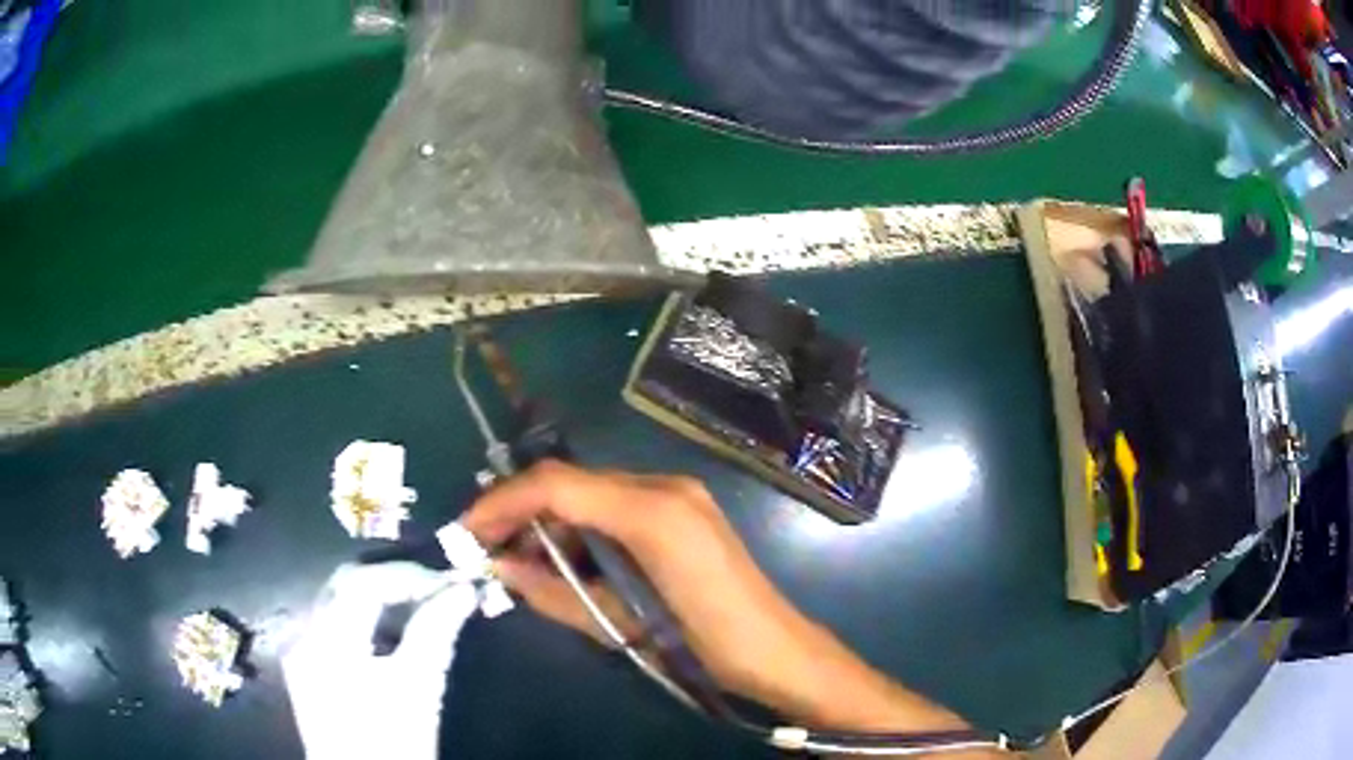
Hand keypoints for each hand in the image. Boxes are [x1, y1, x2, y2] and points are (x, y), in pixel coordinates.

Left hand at [282, 562, 480, 759]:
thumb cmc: (394, 741)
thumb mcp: (420, 688)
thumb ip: (438, 632)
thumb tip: (464, 590)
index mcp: (327, 639)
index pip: (364, 582)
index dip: (410, 576)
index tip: (451, 584)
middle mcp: (305, 635)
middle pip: (346, 585)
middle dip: (393, 581)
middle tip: (437, 590)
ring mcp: (301, 652)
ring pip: (339, 604)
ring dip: (380, 600)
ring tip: (421, 609)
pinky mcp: (306, 670)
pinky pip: (334, 627)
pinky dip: (365, 622)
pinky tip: (392, 637)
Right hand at [461, 461, 975, 736]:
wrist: (777, 653)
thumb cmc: (705, 646)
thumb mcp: (621, 624)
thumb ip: (556, 591)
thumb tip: (500, 569)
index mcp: (651, 511)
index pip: (557, 485)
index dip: (502, 503)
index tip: (466, 532)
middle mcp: (663, 486)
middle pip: (571, 483)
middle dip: (521, 513)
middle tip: (487, 552)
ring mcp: (678, 495)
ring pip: (590, 494)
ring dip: (550, 523)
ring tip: (519, 564)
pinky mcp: (684, 510)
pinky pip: (615, 507)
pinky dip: (582, 529)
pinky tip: (565, 560)